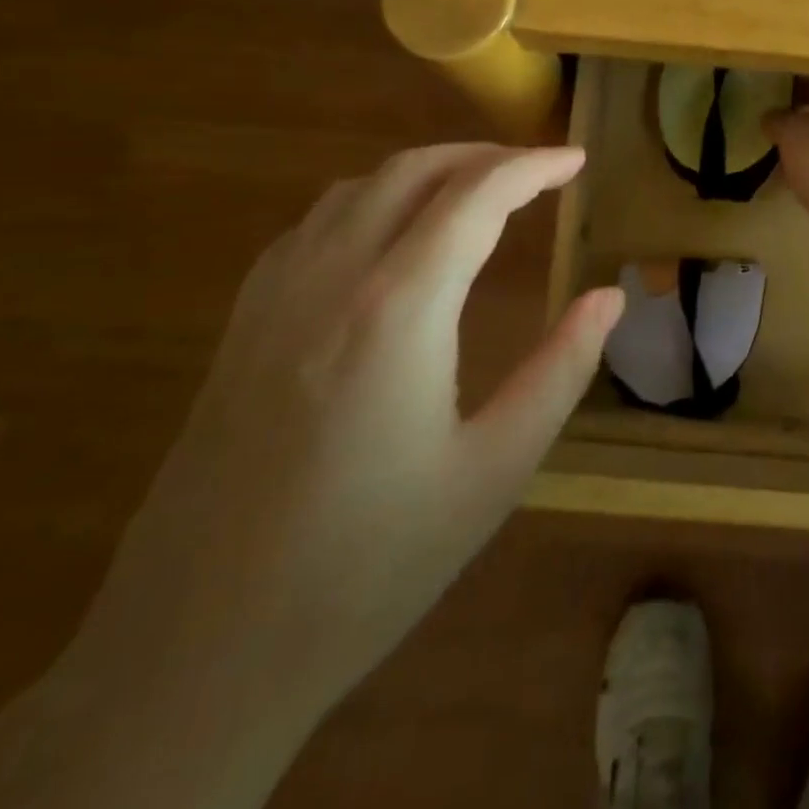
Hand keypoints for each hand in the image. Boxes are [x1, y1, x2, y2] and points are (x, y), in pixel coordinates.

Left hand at [67, 144, 624, 722]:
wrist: (199, 653)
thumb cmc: (370, 563)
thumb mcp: (494, 470)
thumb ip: (560, 369)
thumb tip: (609, 296)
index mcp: (400, 307)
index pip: (477, 196)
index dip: (534, 167)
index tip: (577, 160)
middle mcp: (331, 279)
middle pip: (412, 172)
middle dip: (483, 156)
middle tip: (537, 170)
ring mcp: (274, 299)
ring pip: (356, 189)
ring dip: (425, 172)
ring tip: (476, 192)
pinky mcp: (241, 327)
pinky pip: (312, 226)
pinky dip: (369, 202)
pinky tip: (389, 238)